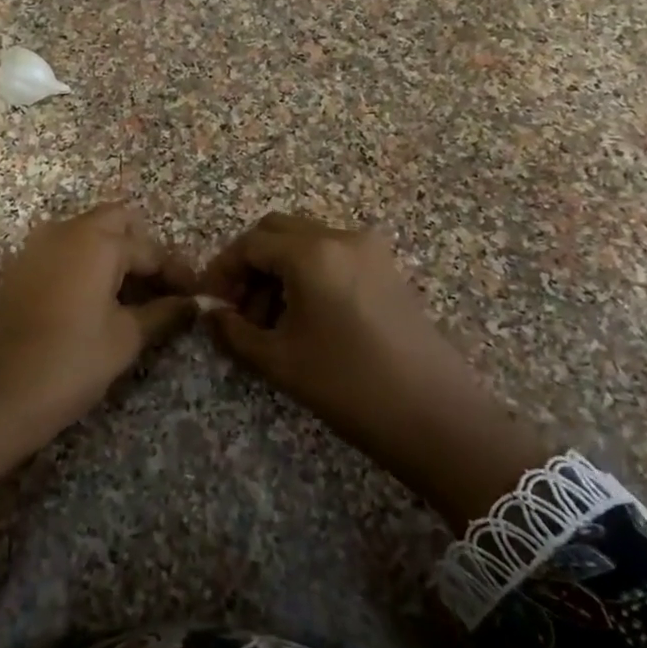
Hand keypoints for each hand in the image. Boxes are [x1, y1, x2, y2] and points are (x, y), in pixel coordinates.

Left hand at [0, 202, 195, 500]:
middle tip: (161, 287)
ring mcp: (36, 247)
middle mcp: (64, 231)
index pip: (149, 248)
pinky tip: (98, 301)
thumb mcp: (125, 339)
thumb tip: (193, 304)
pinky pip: (63, 251)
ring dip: (113, 254)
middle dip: (143, 249)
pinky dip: (86, 264)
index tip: (195, 296)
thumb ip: (163, 313)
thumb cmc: (69, 363)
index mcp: (96, 241)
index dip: (176, 273)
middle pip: (116, 222)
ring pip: (86, 234)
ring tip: (134, 296)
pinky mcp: (19, 269)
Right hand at [202, 213, 547, 524]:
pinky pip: (333, 256)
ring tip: (270, 322)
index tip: (211, 303)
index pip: (250, 242)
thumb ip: (234, 331)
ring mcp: (370, 250)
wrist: (435, 416)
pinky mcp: (387, 269)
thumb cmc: (348, 385)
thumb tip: (212, 314)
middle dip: (250, 265)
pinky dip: (308, 274)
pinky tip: (305, 318)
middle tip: (238, 309)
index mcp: (311, 252)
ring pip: (306, 242)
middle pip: (277, 231)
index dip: (223, 269)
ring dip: (278, 270)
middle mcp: (341, 236)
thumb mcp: (279, 361)